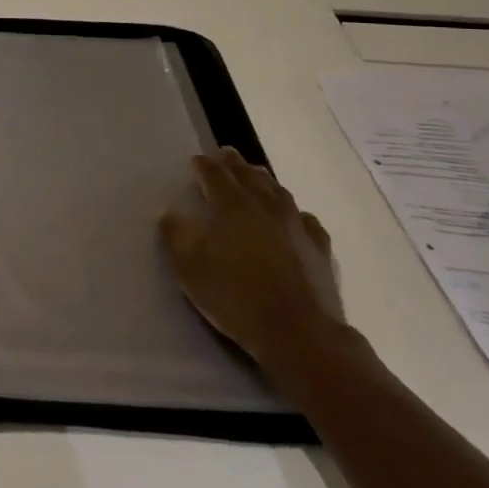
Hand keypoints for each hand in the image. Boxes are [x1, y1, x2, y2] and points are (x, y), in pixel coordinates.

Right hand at [159, 147, 344, 370]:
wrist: (299, 332)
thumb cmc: (235, 296)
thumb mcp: (189, 268)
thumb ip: (175, 235)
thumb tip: (169, 212)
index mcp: (231, 205)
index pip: (215, 174)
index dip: (204, 165)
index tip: (196, 160)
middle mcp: (265, 205)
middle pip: (248, 175)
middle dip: (234, 164)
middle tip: (226, 155)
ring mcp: (296, 225)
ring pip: (278, 191)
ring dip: (263, 180)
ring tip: (255, 177)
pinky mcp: (319, 248)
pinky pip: (305, 219)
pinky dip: (294, 212)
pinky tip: (294, 218)